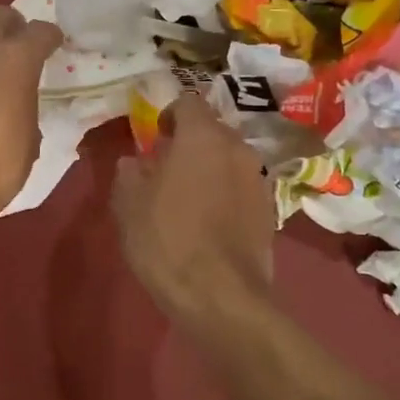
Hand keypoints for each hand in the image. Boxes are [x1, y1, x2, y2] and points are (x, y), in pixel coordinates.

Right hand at [111, 94, 276, 321]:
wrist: (222, 297)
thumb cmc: (168, 240)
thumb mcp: (129, 204)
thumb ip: (129, 172)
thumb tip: (134, 162)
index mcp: (202, 136)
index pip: (188, 102)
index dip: (169, 115)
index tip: (156, 138)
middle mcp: (237, 148)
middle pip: (212, 131)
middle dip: (190, 143)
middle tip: (167, 170)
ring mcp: (258, 179)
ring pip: (229, 160)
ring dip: (210, 169)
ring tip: (188, 199)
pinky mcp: (270, 210)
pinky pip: (241, 188)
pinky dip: (226, 194)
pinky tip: (209, 223)